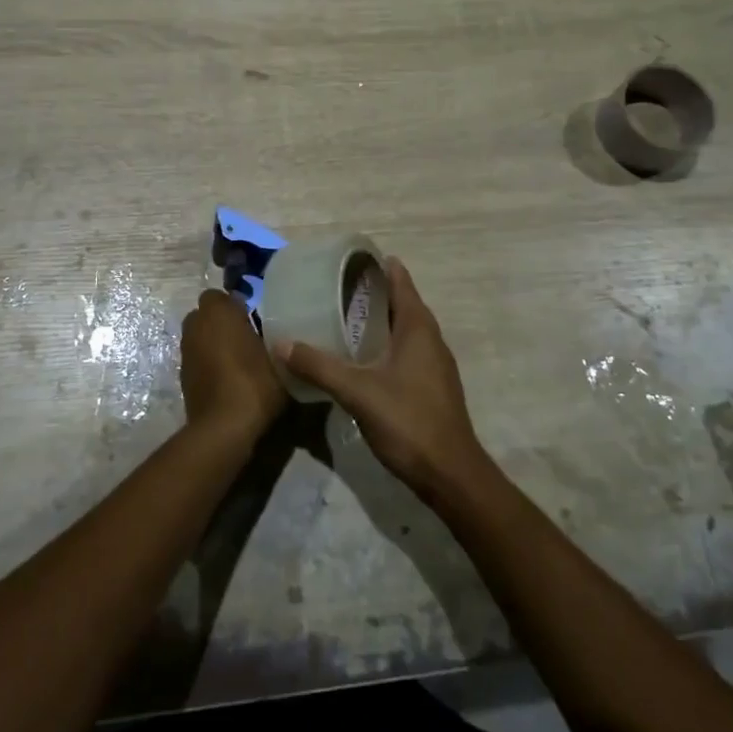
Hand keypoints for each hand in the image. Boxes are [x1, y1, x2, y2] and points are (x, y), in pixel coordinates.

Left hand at [179, 290, 285, 448]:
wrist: (224, 427)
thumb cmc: (255, 383)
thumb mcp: (279, 359)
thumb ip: (276, 340)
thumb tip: (277, 336)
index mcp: (218, 312)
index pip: (218, 295)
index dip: (234, 305)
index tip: (252, 319)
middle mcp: (196, 326)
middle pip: (205, 315)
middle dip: (220, 322)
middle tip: (245, 336)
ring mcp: (186, 352)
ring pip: (198, 337)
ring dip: (212, 342)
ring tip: (237, 359)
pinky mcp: (182, 376)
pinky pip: (196, 359)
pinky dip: (207, 363)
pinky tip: (226, 378)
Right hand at [279, 259, 487, 502]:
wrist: (451, 475)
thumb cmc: (408, 421)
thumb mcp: (357, 391)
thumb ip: (319, 366)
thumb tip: (281, 343)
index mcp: (418, 327)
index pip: (400, 280)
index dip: (378, 265)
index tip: (351, 257)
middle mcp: (430, 338)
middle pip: (401, 303)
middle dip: (372, 292)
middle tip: (336, 286)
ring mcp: (434, 364)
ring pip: (404, 329)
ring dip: (379, 319)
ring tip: (343, 317)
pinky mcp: (432, 386)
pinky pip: (406, 351)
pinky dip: (385, 344)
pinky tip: (362, 358)